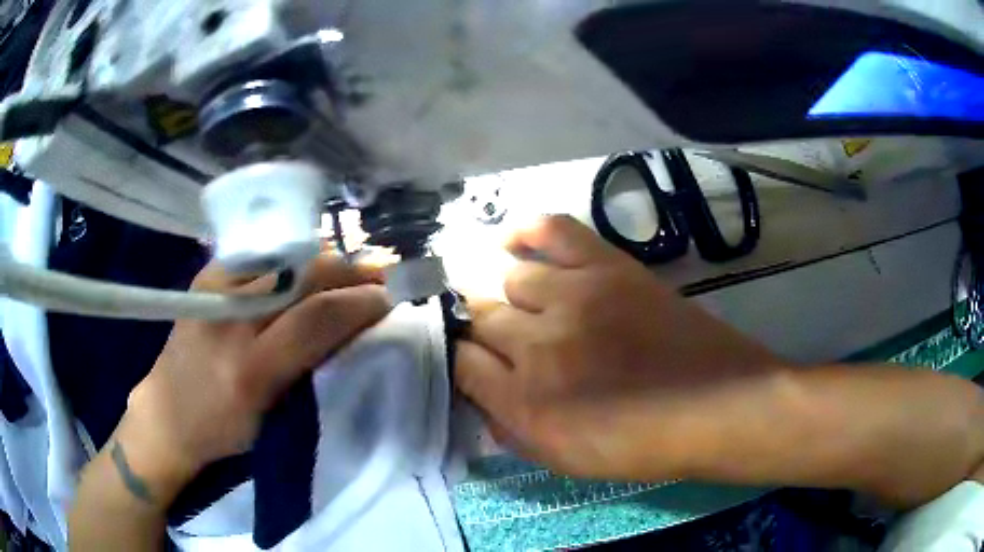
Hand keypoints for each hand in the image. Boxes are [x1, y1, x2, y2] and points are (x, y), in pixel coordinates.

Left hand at [116, 255, 389, 500]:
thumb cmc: (224, 430)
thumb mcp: (274, 417)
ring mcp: (214, 286)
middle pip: (303, 275)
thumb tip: (353, 326)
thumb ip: (311, 368)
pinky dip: (297, 256)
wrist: (167, 414)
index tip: (388, 300)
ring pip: (286, 257)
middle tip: (382, 275)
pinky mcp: (207, 273)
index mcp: (249, 369)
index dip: (359, 303)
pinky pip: (264, 254)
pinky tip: (314, 264)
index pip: (315, 317)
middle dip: (351, 270)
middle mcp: (230, 317)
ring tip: (355, 268)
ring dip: (329, 259)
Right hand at [455, 215, 779, 479]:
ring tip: (531, 308)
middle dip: (478, 328)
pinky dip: (528, 231)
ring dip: (512, 296)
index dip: (460, 361)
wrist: (713, 406)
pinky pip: (553, 230)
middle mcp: (535, 344)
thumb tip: (482, 398)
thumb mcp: (563, 461)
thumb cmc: (640, 445)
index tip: (472, 364)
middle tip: (499, 338)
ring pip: (510, 278)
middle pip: (479, 317)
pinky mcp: (607, 268)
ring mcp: (572, 297)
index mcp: (523, 402)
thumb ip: (512, 430)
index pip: (460, 363)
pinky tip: (515, 241)